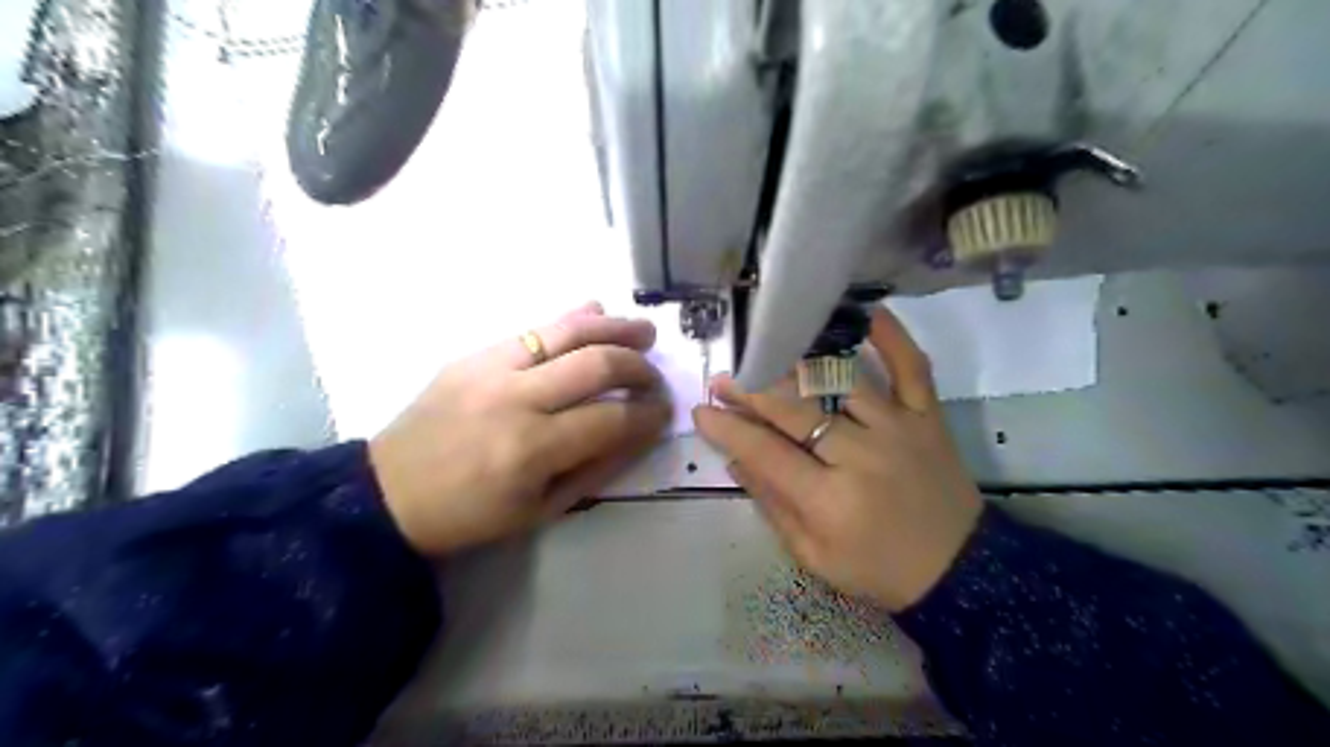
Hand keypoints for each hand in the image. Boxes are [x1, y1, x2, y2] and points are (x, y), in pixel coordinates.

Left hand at [368, 305, 670, 553]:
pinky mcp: (473, 354)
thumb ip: (595, 469)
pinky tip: (596, 312)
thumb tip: (638, 433)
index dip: (649, 414)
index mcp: (531, 449)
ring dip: (615, 328)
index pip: (612, 418)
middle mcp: (515, 399)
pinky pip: (532, 328)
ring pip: (568, 332)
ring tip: (645, 332)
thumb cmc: (469, 514)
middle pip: (597, 364)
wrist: (387, 493)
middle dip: (639, 368)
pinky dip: (571, 319)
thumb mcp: (540, 511)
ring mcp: (491, 368)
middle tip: (654, 378)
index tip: (664, 412)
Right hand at [690, 305, 980, 610]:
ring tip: (767, 352)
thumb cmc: (878, 570)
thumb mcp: (814, 556)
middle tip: (724, 380)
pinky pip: (911, 366)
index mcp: (830, 501)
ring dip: (796, 364)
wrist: (959, 570)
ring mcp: (898, 428)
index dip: (728, 430)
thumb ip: (773, 505)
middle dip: (751, 392)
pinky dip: (890, 336)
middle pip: (795, 410)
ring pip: (839, 381)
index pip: (765, 453)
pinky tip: (864, 310)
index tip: (702, 412)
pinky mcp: (927, 416)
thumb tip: (736, 459)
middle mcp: (862, 456)